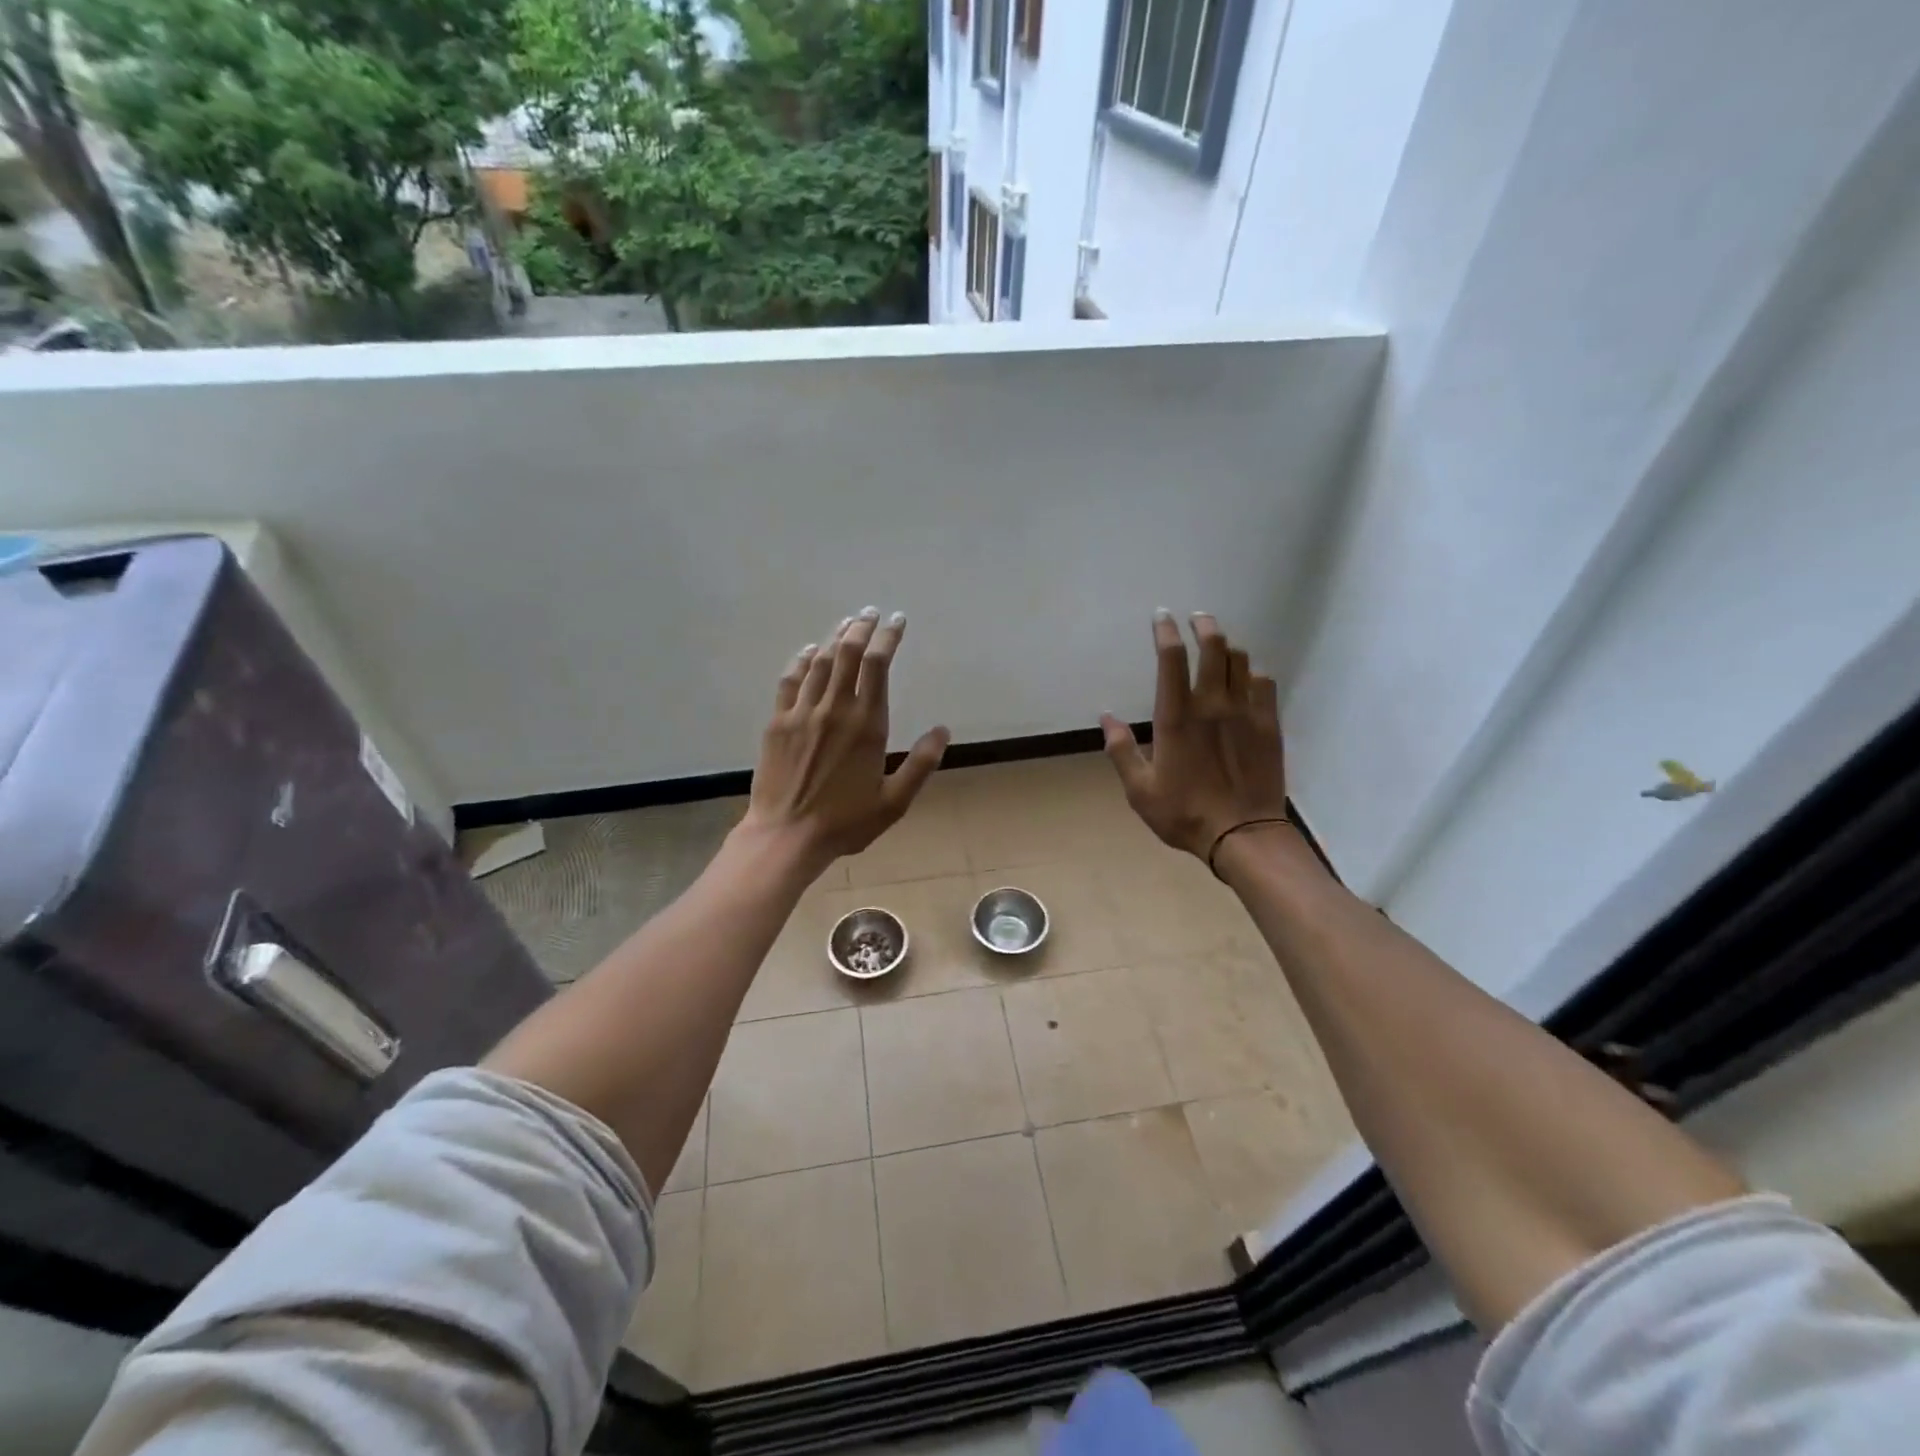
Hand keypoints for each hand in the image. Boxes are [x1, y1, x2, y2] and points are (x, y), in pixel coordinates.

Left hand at [743, 606, 949, 870]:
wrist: (786, 836)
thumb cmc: (845, 822)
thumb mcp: (894, 801)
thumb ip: (921, 764)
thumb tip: (942, 730)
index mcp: (867, 724)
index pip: (878, 665)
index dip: (888, 637)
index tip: (897, 620)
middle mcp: (834, 708)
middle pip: (848, 653)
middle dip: (861, 627)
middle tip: (870, 612)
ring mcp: (802, 712)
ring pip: (820, 661)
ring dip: (835, 637)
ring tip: (847, 623)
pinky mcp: (778, 722)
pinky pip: (790, 680)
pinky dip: (802, 660)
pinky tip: (810, 651)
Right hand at [1100, 611, 1286, 860]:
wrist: (1243, 835)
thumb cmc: (1184, 813)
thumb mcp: (1139, 789)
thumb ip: (1121, 750)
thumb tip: (1106, 717)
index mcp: (1176, 717)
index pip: (1171, 659)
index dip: (1165, 632)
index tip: (1161, 617)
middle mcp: (1212, 704)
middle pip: (1213, 646)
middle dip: (1203, 625)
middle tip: (1197, 619)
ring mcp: (1246, 712)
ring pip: (1241, 660)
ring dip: (1227, 648)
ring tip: (1219, 648)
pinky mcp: (1269, 724)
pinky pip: (1265, 683)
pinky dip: (1253, 673)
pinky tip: (1247, 680)